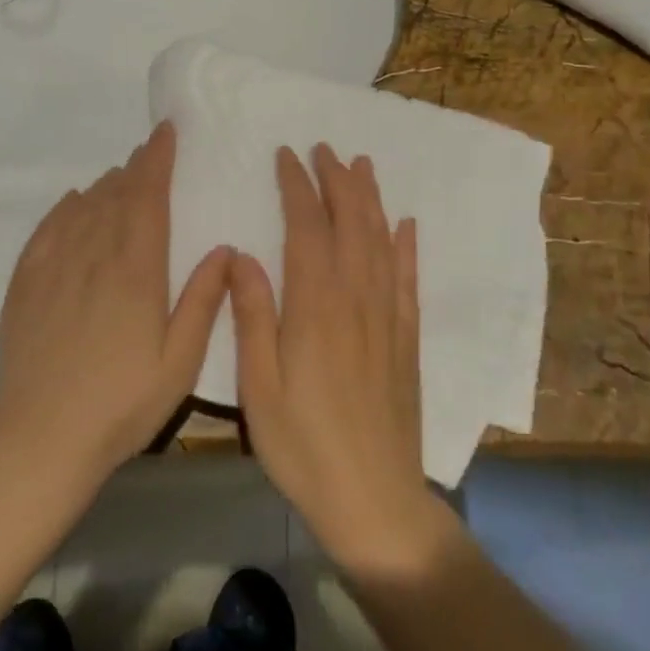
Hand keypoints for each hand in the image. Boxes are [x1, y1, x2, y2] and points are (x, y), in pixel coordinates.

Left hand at [0, 122, 231, 490]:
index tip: (165, 132)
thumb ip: (203, 301)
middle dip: (135, 168)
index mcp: (134, 271)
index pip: (147, 197)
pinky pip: (47, 229)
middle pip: (115, 195)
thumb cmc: (122, 406)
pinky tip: (73, 202)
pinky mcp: (25, 284)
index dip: (157, 160)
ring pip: (82, 207)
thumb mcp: (179, 363)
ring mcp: (53, 267)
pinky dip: (65, 208)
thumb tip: (225, 250)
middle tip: (149, 151)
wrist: (41, 441)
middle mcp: (92, 255)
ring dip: (105, 185)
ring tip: (120, 177)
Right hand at [230, 145, 441, 573]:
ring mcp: (388, 318)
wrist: (375, 501)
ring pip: (381, 242)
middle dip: (337, 181)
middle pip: (350, 223)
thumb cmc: (303, 446)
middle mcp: (357, 299)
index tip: (287, 156)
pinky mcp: (407, 339)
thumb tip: (240, 255)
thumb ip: (251, 316)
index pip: (308, 228)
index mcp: (316, 306)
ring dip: (371, 200)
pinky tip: (406, 225)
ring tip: (362, 167)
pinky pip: (409, 280)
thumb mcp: (259, 386)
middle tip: (325, 149)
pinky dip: (407, 247)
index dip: (297, 187)